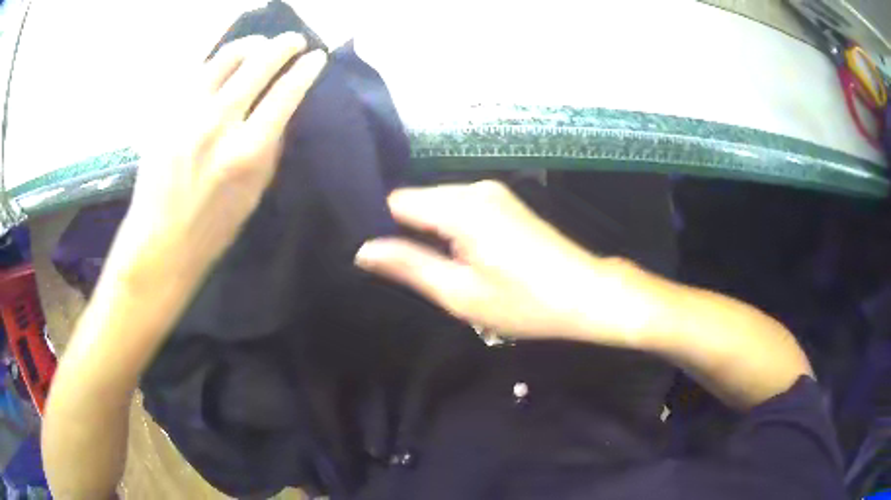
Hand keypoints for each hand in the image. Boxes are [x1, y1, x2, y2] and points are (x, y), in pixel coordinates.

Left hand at [108, 33, 325, 287]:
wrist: (160, 241)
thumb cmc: (213, 227)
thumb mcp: (255, 192)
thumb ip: (270, 145)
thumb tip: (281, 108)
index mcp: (247, 151)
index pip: (286, 93)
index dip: (306, 69)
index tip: (316, 57)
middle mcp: (219, 123)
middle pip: (259, 63)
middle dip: (284, 45)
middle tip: (294, 41)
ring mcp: (189, 113)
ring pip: (226, 57)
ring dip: (251, 43)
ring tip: (260, 43)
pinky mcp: (168, 112)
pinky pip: (198, 71)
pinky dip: (219, 60)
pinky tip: (227, 60)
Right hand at [355, 181, 665, 345]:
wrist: (586, 294)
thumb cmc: (524, 301)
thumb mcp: (459, 292)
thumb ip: (408, 265)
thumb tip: (364, 249)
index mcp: (459, 207)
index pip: (396, 201)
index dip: (382, 227)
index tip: (379, 257)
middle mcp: (473, 188)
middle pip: (418, 201)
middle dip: (406, 232)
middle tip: (408, 272)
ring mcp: (492, 192)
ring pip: (439, 205)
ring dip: (430, 233)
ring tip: (436, 268)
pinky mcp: (504, 202)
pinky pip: (460, 208)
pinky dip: (451, 229)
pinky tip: (460, 257)